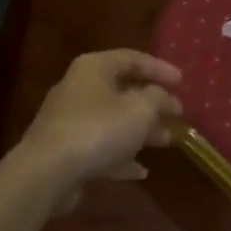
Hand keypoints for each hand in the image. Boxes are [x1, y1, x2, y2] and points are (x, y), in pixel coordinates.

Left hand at [14, 50, 182, 192]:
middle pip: (122, 90)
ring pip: (113, 121)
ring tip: (166, 141)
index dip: (159, 68)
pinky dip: (121, 156)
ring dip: (140, 131)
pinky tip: (140, 171)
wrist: (47, 172)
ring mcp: (69, 121)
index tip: (182, 82)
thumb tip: (165, 98)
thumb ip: (158, 98)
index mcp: (94, 68)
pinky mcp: (66, 150)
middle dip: (152, 104)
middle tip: (176, 114)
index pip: (132, 58)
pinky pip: (100, 147)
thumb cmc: (98, 129)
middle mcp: (79, 88)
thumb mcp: (140, 109)